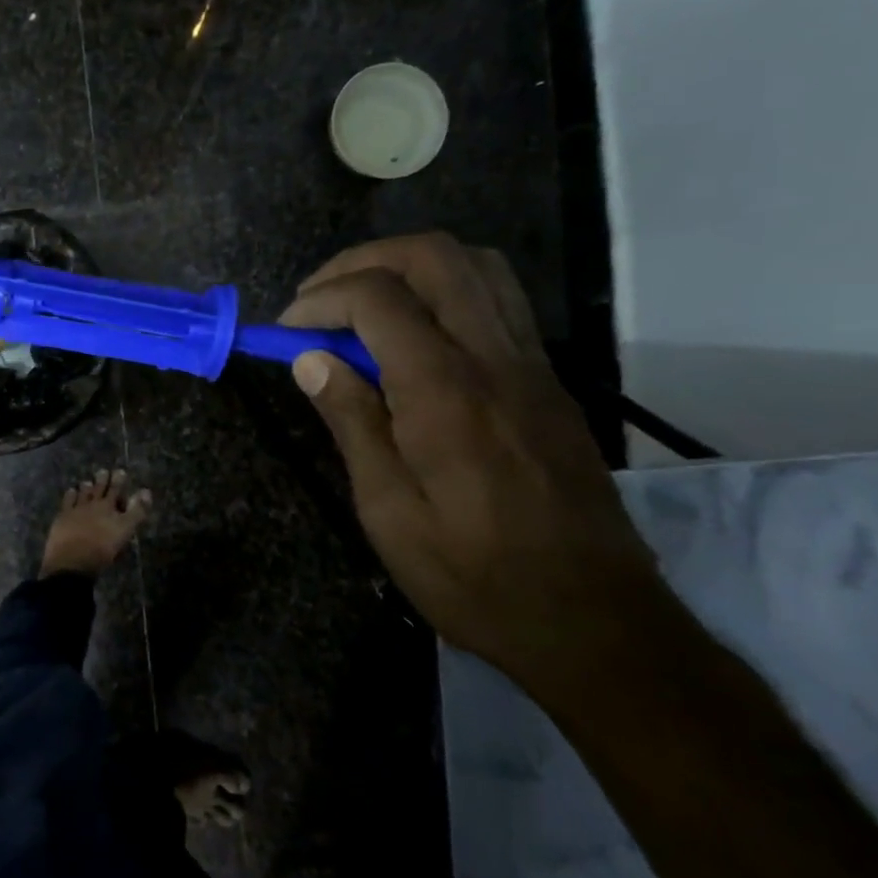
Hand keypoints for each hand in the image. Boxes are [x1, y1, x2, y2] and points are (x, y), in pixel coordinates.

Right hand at [280, 233, 669, 687]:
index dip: (320, 299)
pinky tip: (413, 340)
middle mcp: (495, 358)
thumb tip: (310, 359)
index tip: (286, 332)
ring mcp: (532, 365)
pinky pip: (498, 301)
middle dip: (362, 261)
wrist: (592, 621)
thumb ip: (351, 421)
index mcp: (445, 390)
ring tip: (362, 306)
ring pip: (476, 266)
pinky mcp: (549, 382)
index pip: (378, 297)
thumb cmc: (472, 575)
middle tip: (319, 300)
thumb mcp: (387, 510)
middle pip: (433, 256)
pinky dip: (444, 293)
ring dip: (408, 267)